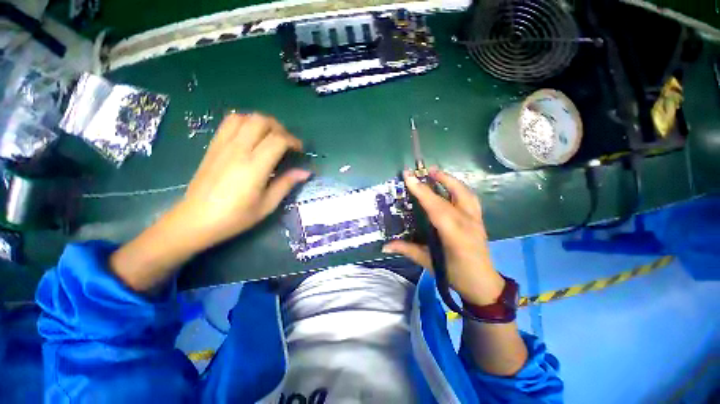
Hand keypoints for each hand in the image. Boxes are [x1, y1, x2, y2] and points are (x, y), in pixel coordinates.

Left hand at [171, 113, 310, 250]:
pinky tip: (251, 136)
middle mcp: (238, 150)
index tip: (299, 151)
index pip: (278, 140)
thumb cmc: (236, 217)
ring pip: (244, 117)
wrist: (196, 220)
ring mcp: (223, 146)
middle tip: (286, 143)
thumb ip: (286, 184)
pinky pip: (229, 123)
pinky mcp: (213, 146)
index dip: (293, 141)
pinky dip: (244, 122)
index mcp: (254, 167)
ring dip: (261, 123)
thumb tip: (305, 172)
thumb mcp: (267, 205)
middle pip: (261, 121)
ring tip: (269, 137)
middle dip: (279, 128)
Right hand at [383, 167, 504, 305]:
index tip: (409, 177)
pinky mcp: (480, 219)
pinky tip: (449, 186)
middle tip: (422, 170)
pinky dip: (458, 187)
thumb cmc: (456, 275)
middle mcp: (468, 223)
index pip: (436, 208)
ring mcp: (477, 220)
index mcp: (454, 235)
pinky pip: (469, 198)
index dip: (422, 192)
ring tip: (436, 172)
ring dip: (450, 180)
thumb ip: (407, 250)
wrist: (484, 284)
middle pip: (452, 195)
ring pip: (465, 193)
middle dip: (437, 180)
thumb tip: (385, 246)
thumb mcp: (429, 263)